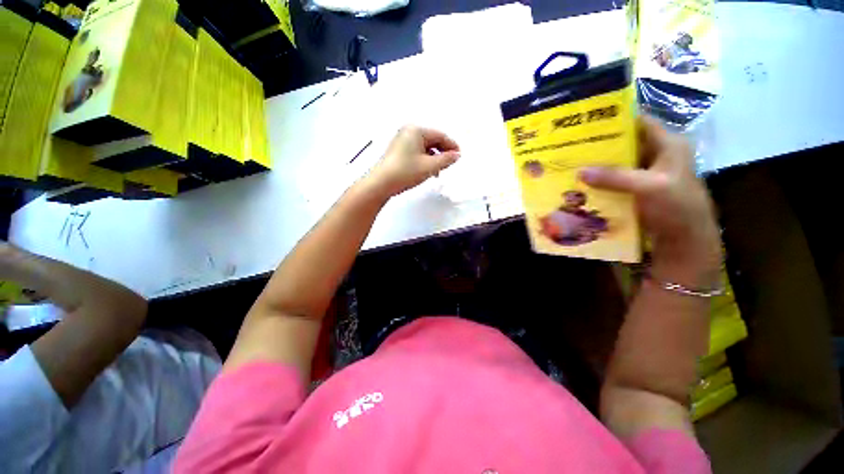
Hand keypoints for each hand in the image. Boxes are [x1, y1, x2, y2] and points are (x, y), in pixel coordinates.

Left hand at [367, 126, 460, 196]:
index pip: (440, 135)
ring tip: (439, 171)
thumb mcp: (429, 166)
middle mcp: (408, 131)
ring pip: (425, 147)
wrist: (381, 184)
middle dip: (442, 153)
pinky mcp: (398, 150)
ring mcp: (401, 140)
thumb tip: (457, 155)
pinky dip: (424, 160)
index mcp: (416, 130)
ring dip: (434, 158)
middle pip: (432, 140)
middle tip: (449, 165)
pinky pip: (417, 152)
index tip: (459, 157)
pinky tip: (427, 171)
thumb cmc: (406, 172)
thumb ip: (446, 160)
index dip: (452, 146)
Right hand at [580, 116, 720, 285]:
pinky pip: (615, 181)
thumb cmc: (676, 208)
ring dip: (598, 166)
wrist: (684, 241)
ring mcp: (647, 174)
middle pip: (625, 144)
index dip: (617, 119)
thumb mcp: (649, 187)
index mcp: (669, 144)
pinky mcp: (638, 190)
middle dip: (600, 145)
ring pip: (618, 164)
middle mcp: (657, 155)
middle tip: (572, 146)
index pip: (640, 122)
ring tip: (572, 164)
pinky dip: (600, 182)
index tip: (588, 122)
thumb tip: (580, 171)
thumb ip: (615, 177)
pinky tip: (582, 185)